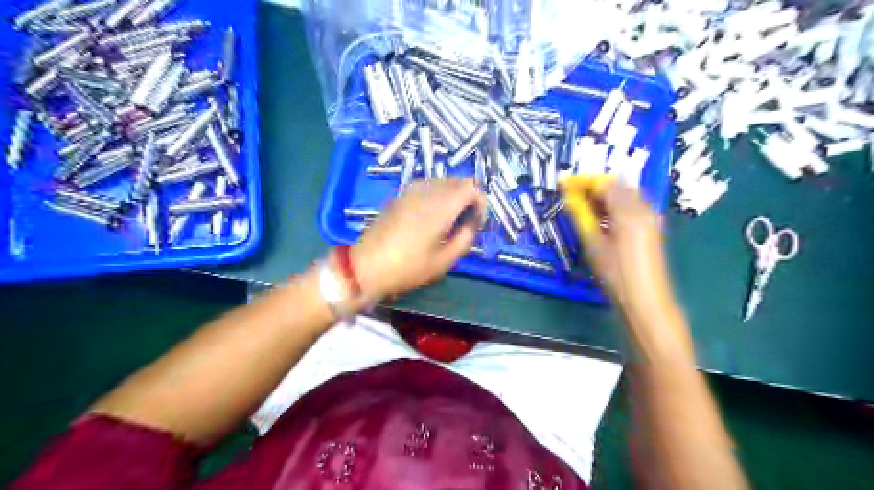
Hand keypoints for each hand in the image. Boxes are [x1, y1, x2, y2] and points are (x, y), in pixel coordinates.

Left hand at [350, 179, 484, 301]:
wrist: (366, 266)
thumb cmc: (407, 268)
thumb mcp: (444, 261)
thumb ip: (465, 239)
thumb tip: (472, 224)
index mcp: (440, 206)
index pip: (471, 186)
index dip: (480, 202)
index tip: (476, 222)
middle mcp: (426, 191)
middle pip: (457, 181)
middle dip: (467, 198)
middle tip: (464, 222)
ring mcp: (410, 191)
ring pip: (441, 182)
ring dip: (451, 196)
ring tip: (448, 220)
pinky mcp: (399, 195)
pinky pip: (426, 186)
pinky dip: (436, 196)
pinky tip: (429, 217)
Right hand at [563, 180, 670, 313]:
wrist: (646, 299)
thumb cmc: (616, 275)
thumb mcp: (594, 245)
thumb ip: (582, 216)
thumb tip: (569, 197)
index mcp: (629, 212)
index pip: (603, 184)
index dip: (582, 182)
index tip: (564, 185)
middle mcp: (643, 208)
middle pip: (617, 185)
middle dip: (594, 187)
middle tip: (572, 196)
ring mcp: (651, 217)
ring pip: (625, 194)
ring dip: (604, 196)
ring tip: (583, 207)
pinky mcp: (652, 226)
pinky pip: (632, 205)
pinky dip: (615, 205)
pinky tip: (602, 218)